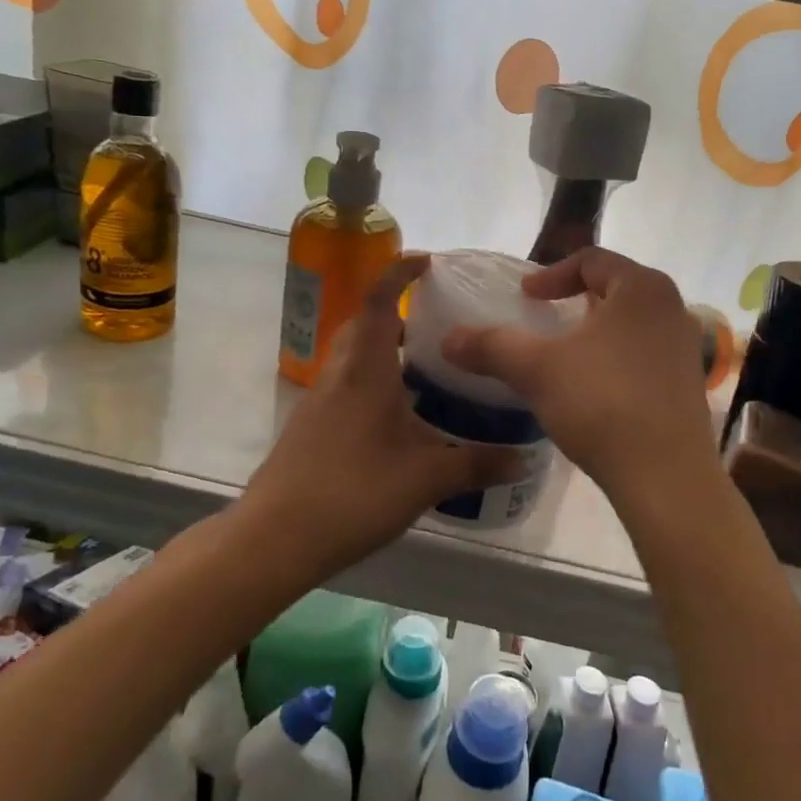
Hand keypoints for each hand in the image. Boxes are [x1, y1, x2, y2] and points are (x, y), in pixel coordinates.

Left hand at [242, 255, 523, 579]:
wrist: (276, 537)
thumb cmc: (354, 491)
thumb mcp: (426, 478)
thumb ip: (477, 464)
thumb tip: (524, 460)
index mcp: (366, 370)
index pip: (380, 302)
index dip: (400, 273)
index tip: (427, 263)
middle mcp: (339, 375)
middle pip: (364, 325)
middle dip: (396, 314)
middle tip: (435, 327)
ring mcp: (319, 401)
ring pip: (353, 357)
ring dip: (384, 351)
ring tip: (424, 372)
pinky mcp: (309, 426)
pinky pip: (345, 385)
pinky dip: (372, 382)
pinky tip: (397, 419)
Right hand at [441, 247, 717, 501]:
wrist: (665, 476)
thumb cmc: (602, 403)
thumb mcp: (536, 369)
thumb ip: (491, 346)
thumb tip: (448, 339)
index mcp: (642, 287)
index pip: (591, 260)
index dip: (551, 275)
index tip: (525, 297)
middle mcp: (671, 307)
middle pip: (615, 288)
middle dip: (575, 300)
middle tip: (544, 319)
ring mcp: (685, 347)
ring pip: (631, 323)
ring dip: (596, 332)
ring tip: (566, 356)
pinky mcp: (689, 383)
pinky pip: (645, 354)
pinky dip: (615, 359)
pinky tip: (594, 389)